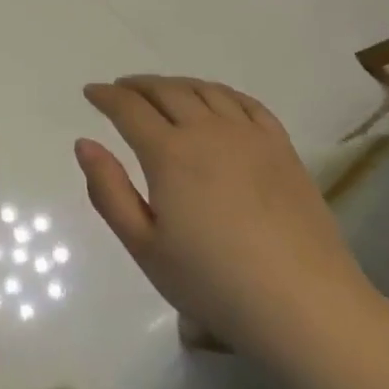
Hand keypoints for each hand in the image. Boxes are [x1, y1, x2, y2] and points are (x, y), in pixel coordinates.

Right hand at [76, 76, 375, 347]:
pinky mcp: (281, 147)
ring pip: (205, 90)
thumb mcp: (145, 247)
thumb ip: (109, 191)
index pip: (129, 109)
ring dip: (176, 84)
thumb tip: (84, 143)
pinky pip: (246, 103)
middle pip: (166, 91)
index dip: (106, 96)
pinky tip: (215, 101)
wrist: (304, 304)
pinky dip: (220, 92)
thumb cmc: (213, 282)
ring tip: (162, 91)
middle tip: (121, 89)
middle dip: (137, 86)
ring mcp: (249, 135)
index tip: (91, 92)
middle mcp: (207, 131)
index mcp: (169, 153)